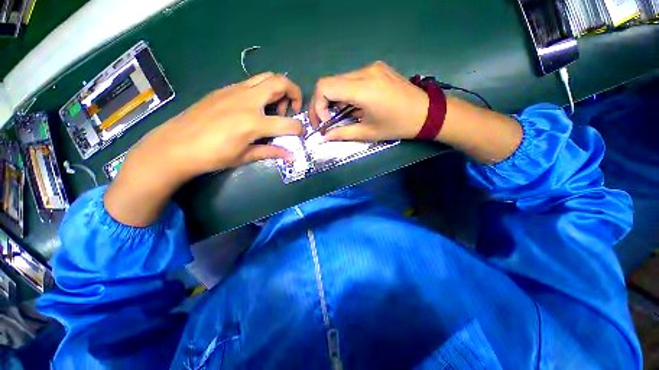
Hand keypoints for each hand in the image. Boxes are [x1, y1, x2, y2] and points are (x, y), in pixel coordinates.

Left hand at [105, 72, 302, 225]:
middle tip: (291, 109)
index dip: (299, 129)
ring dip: (277, 89)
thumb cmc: (212, 155)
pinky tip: (254, 108)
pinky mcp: (224, 89)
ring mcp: (234, 91)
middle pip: (280, 82)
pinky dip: (261, 91)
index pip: (288, 123)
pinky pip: (250, 83)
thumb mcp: (245, 156)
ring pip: (265, 77)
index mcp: (253, 122)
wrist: (176, 145)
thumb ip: (271, 152)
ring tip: (273, 108)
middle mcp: (247, 101)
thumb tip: (291, 156)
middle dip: (294, 93)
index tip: (300, 134)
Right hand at [309, 61, 428, 141]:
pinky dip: (346, 93)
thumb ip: (343, 134)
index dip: (317, 105)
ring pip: (340, 80)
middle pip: (329, 82)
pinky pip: (352, 79)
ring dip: (335, 99)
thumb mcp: (368, 133)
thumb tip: (324, 137)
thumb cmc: (398, 126)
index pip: (324, 86)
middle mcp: (365, 72)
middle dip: (322, 103)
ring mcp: (372, 67)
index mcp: (363, 89)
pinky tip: (354, 105)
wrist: (427, 112)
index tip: (325, 121)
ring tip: (342, 115)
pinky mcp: (376, 68)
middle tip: (326, 120)